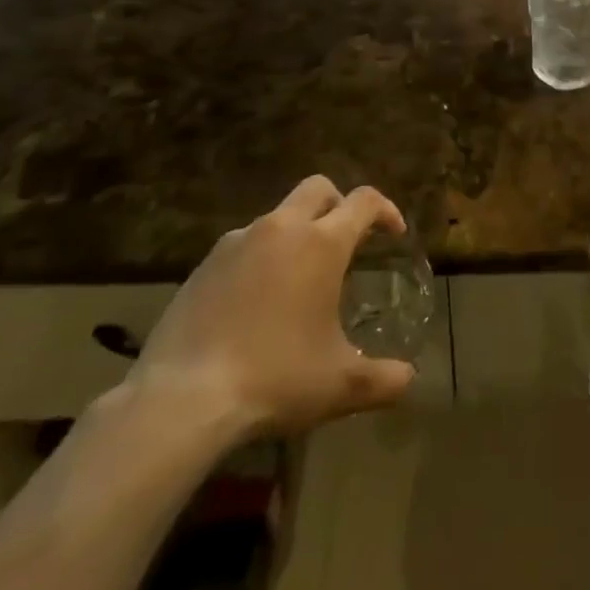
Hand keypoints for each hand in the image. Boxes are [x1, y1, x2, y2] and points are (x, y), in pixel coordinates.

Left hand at [125, 177, 415, 444]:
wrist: (181, 400)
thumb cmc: (274, 378)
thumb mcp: (339, 385)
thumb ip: (383, 379)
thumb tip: (409, 379)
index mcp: (322, 243)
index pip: (364, 201)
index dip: (386, 210)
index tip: (394, 233)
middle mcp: (281, 229)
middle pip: (318, 189)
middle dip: (338, 205)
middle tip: (346, 242)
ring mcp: (237, 243)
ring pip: (277, 216)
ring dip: (296, 232)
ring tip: (298, 278)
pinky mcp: (203, 266)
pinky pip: (243, 245)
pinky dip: (260, 258)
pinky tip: (256, 302)